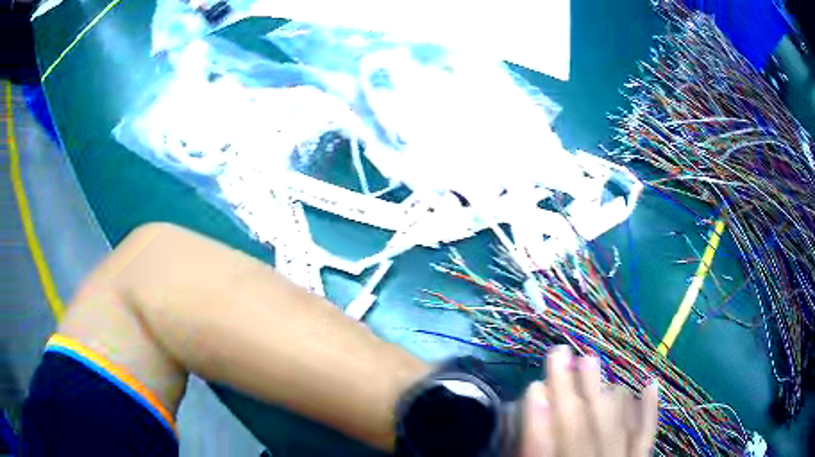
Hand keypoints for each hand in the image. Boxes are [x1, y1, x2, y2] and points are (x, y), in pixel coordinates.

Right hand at [519, 346, 658, 456]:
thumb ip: (533, 453)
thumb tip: (530, 423)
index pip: (545, 454)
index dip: (538, 424)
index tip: (532, 389)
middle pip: (582, 434)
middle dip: (570, 394)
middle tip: (560, 353)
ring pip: (617, 429)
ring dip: (605, 395)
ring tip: (592, 360)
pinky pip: (647, 437)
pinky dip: (649, 412)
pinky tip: (650, 383)